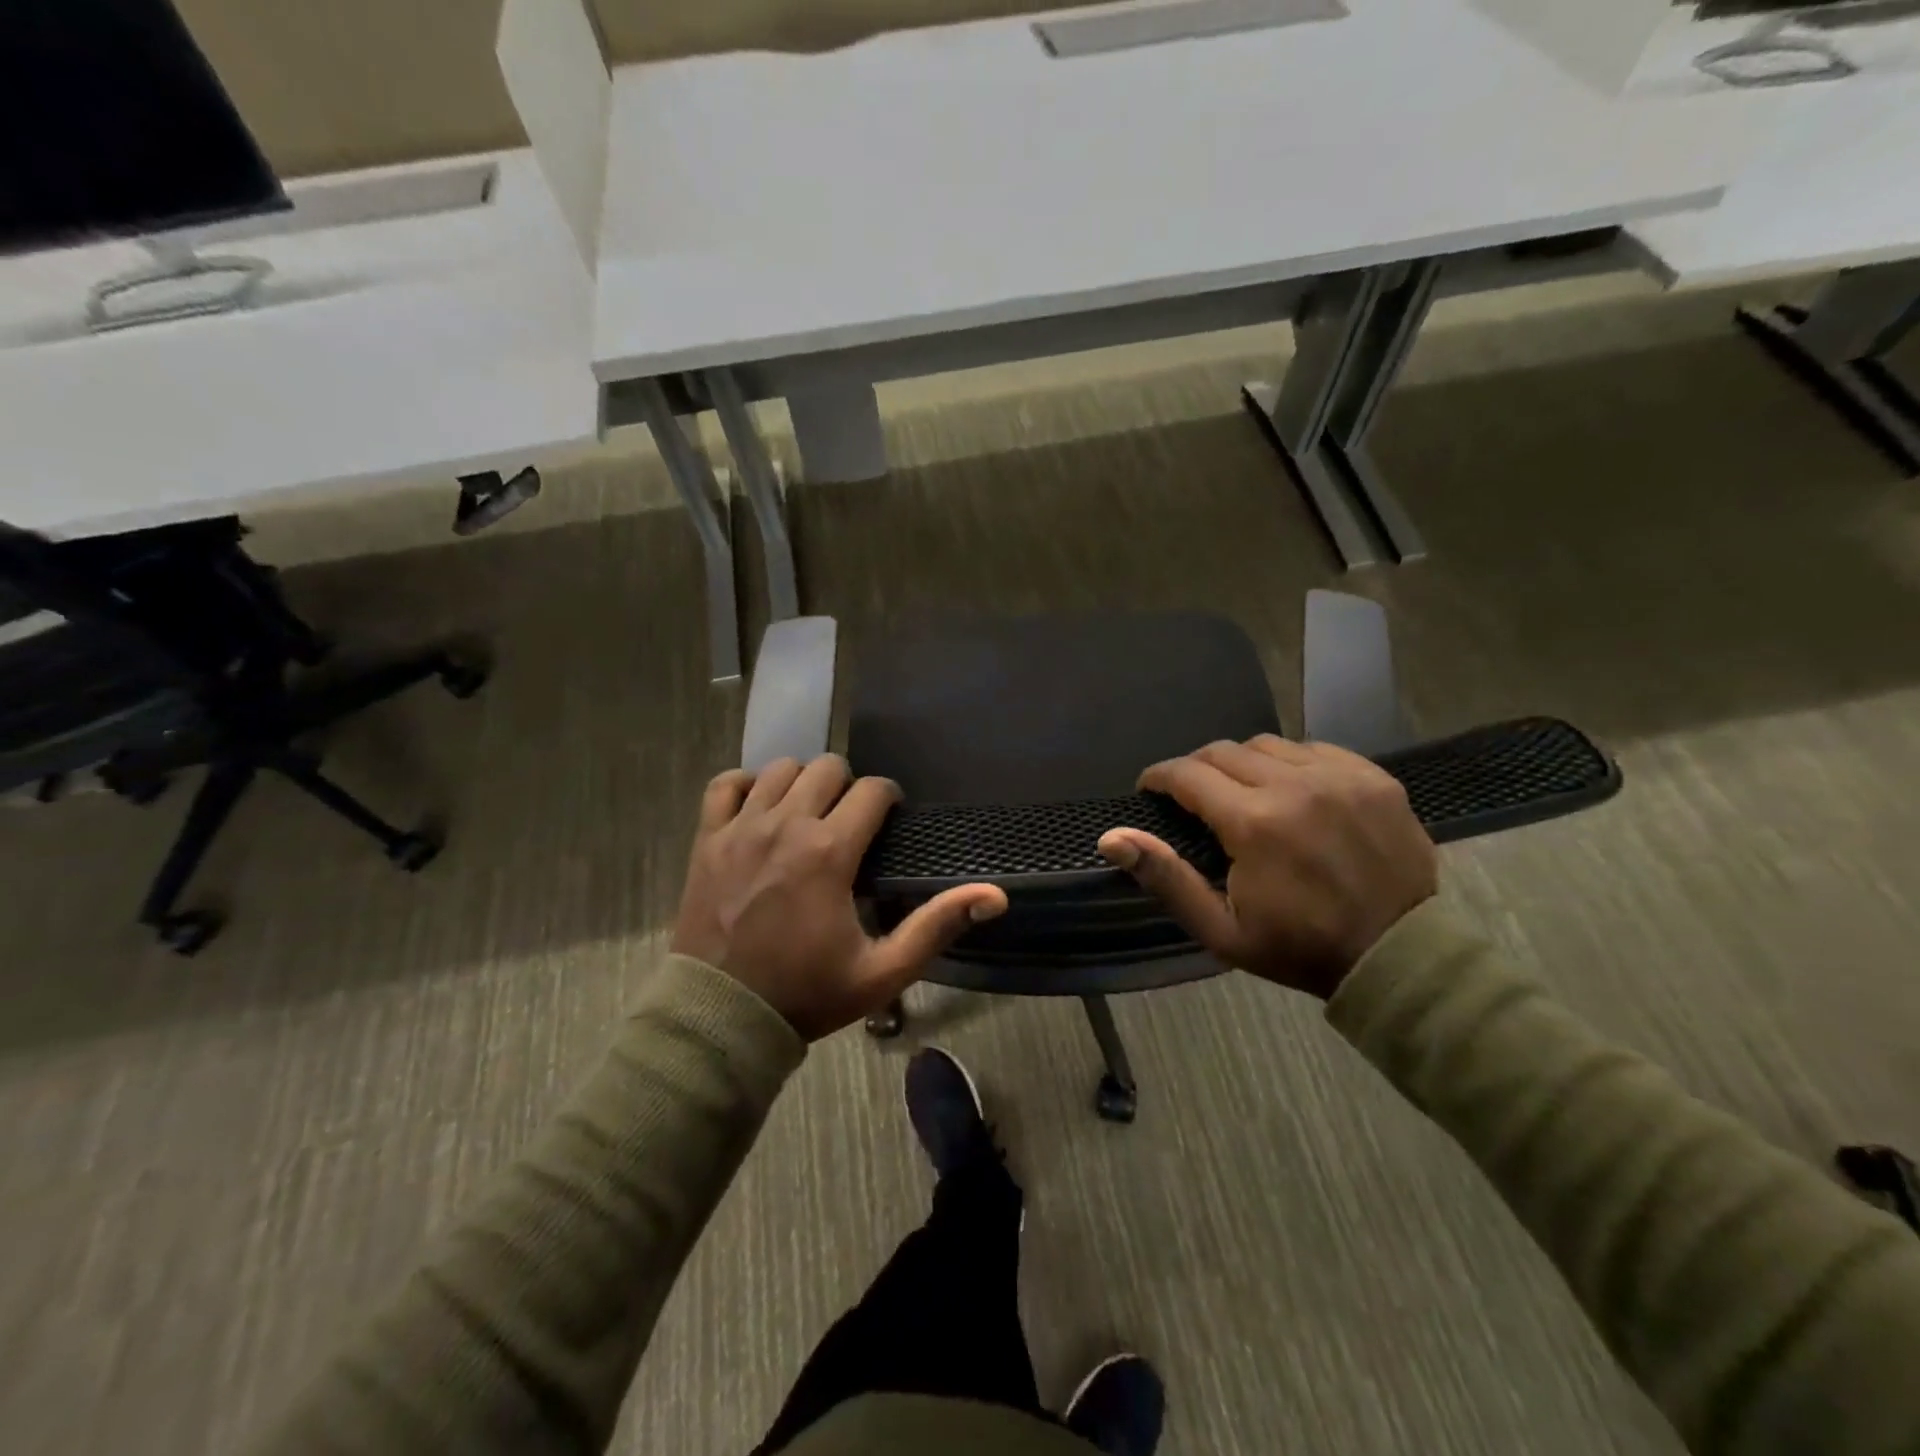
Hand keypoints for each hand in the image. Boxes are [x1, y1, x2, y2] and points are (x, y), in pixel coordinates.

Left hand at [672, 755, 1008, 1039]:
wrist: (721, 1017)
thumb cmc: (807, 993)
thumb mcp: (883, 971)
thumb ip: (937, 926)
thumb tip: (995, 895)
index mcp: (829, 852)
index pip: (872, 790)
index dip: (889, 798)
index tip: (890, 818)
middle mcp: (785, 826)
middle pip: (827, 767)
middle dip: (848, 785)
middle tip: (851, 820)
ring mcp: (740, 828)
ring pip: (779, 768)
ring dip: (802, 783)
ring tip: (809, 813)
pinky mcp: (707, 839)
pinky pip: (724, 784)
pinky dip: (745, 785)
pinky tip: (759, 807)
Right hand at [1098, 736, 1435, 999]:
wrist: (1398, 956)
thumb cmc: (1299, 947)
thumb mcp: (1220, 928)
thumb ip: (1165, 877)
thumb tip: (1111, 838)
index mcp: (1254, 822)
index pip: (1188, 774)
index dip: (1159, 777)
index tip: (1150, 789)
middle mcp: (1294, 785)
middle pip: (1224, 750)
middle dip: (1196, 768)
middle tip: (1193, 795)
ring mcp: (1339, 776)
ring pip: (1268, 744)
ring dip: (1242, 762)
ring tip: (1241, 791)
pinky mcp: (1373, 777)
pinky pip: (1314, 749)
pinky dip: (1290, 762)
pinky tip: (1291, 790)